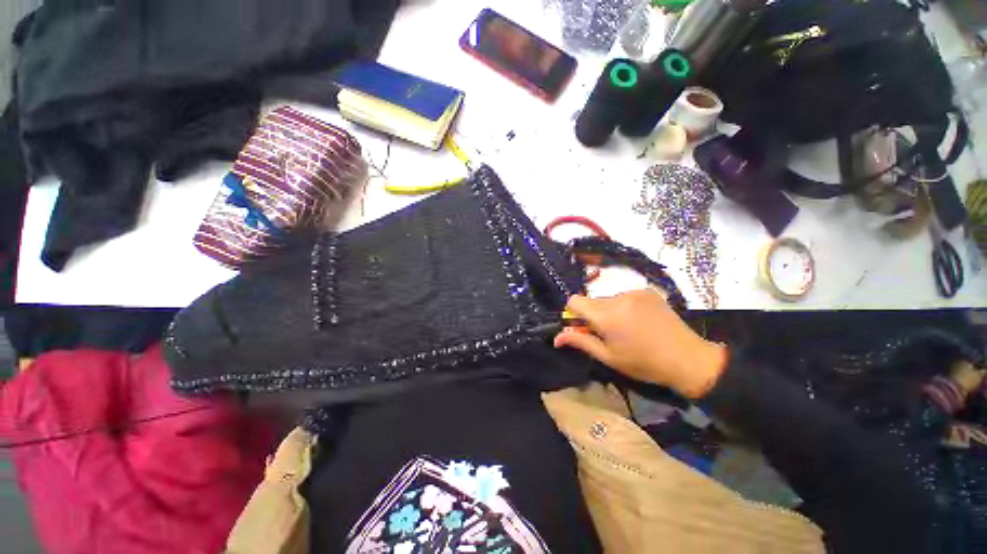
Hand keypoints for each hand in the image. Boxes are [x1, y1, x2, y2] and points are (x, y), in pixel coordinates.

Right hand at [553, 290, 727, 398]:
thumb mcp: (608, 357)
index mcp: (606, 315)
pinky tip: (639, 321)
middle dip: (593, 315)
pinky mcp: (647, 291)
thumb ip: (580, 342)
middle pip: (592, 301)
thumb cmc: (643, 363)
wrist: (688, 359)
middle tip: (608, 333)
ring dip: (609, 311)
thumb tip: (557, 337)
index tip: (584, 327)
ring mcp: (634, 292)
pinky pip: (624, 296)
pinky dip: (624, 306)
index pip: (574, 300)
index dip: (573, 313)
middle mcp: (617, 297)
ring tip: (627, 329)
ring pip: (608, 299)